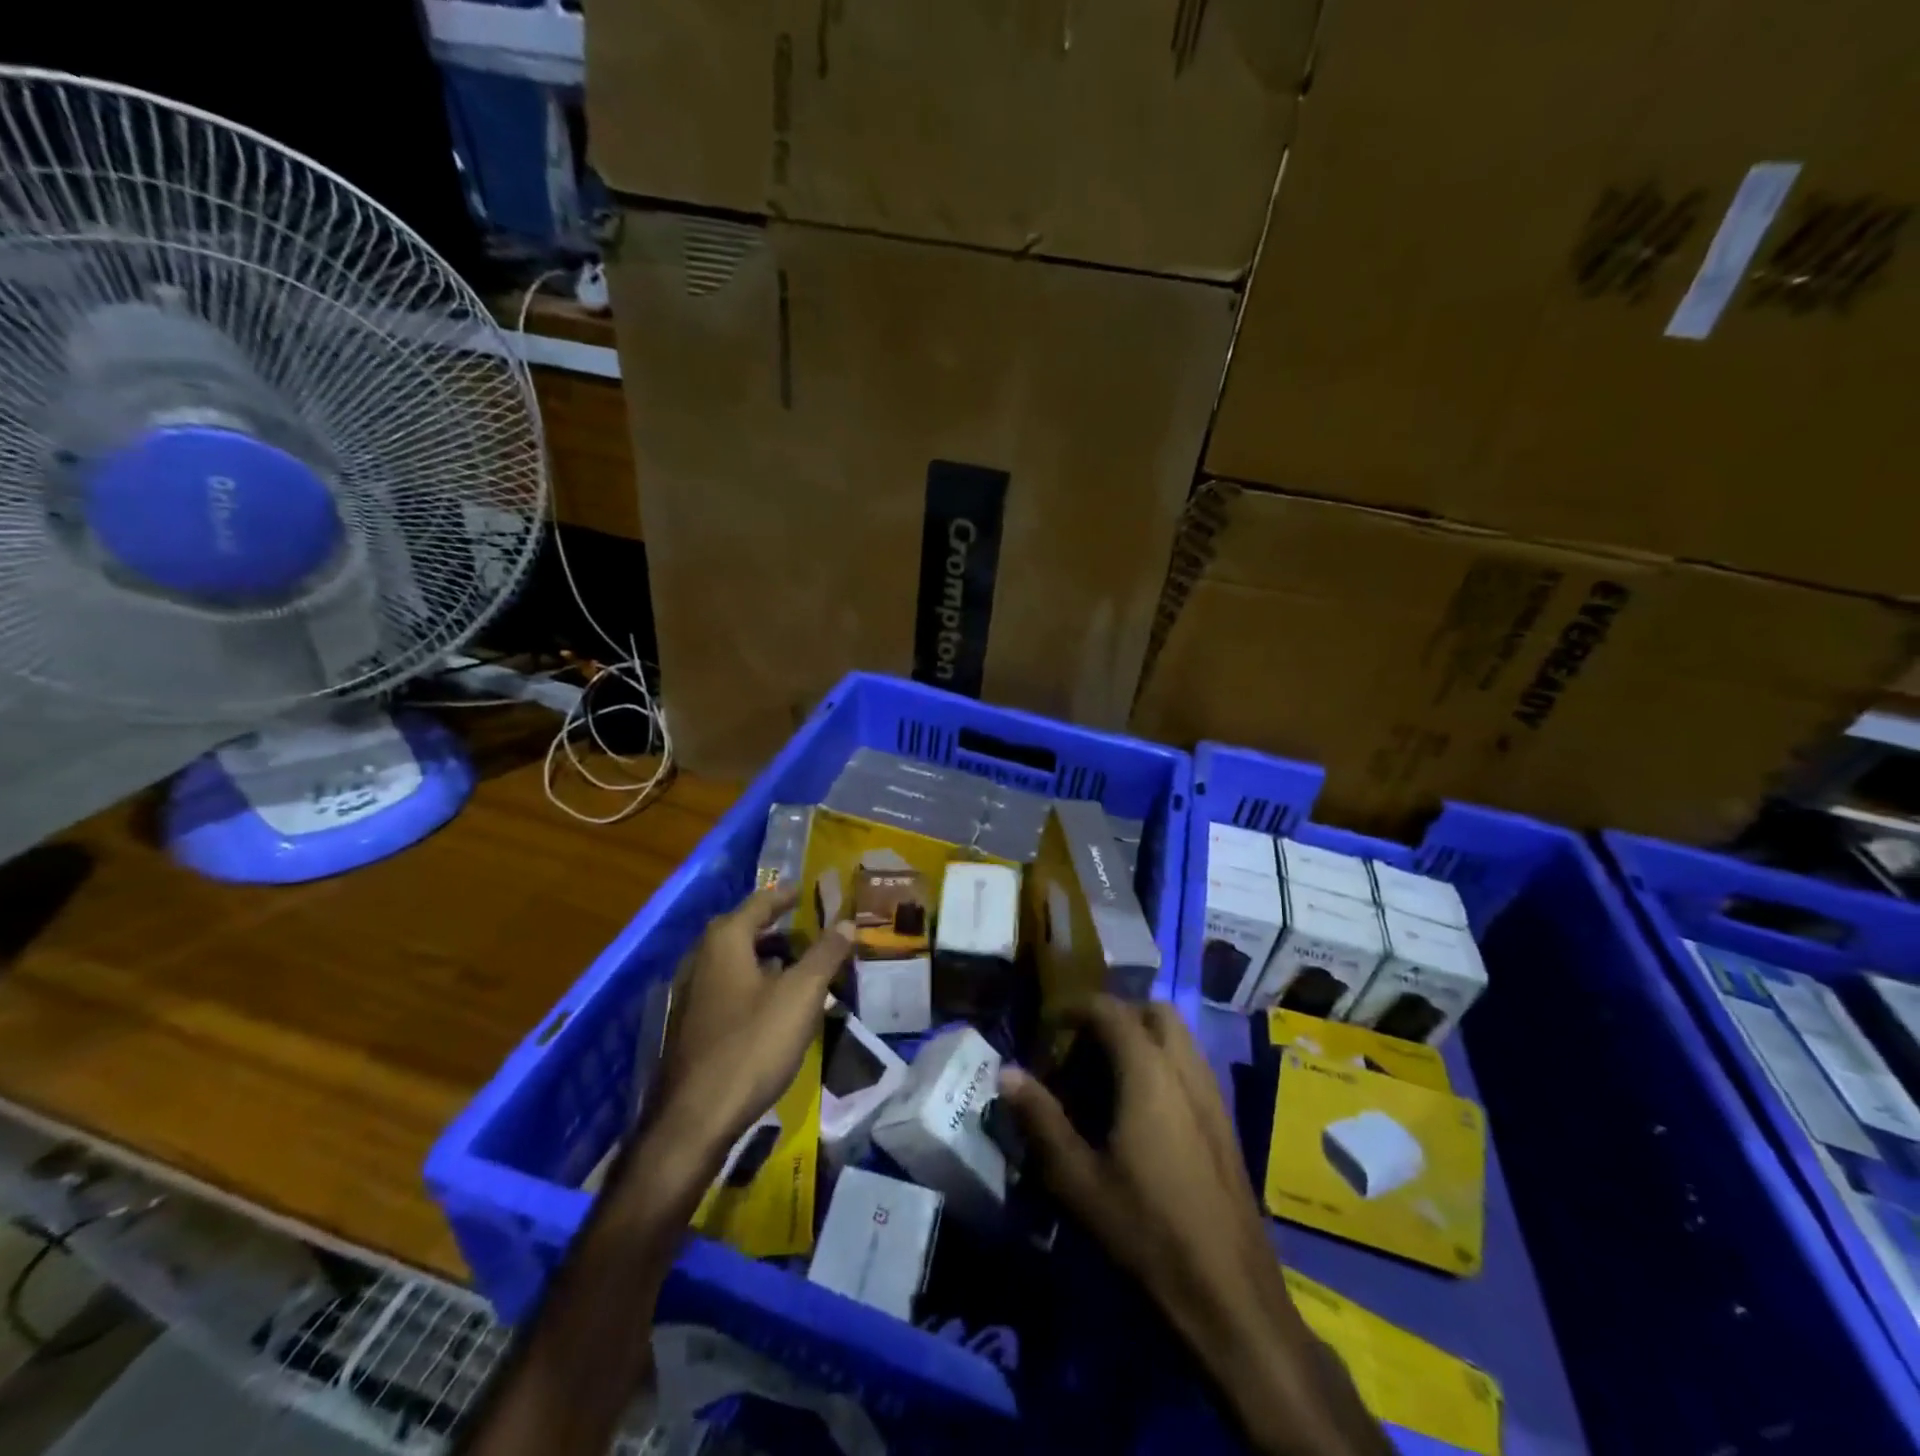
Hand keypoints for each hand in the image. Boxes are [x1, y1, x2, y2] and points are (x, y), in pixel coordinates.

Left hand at [650, 886, 853, 1153]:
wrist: (695, 1118)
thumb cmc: (752, 1044)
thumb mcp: (801, 995)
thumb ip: (826, 954)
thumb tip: (848, 921)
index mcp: (725, 941)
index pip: (760, 903)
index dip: (786, 896)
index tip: (806, 892)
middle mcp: (701, 958)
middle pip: (744, 930)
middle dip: (777, 928)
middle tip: (810, 930)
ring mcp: (691, 993)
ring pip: (735, 962)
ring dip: (767, 958)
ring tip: (800, 966)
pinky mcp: (691, 1024)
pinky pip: (728, 988)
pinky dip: (753, 983)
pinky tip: (774, 1005)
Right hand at [999, 998, 1281, 1344]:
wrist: (1231, 1296)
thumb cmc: (1147, 1232)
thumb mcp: (1079, 1180)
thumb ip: (1041, 1119)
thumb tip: (1007, 1072)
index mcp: (1149, 1073)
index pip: (1111, 1010)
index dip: (1076, 1009)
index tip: (1049, 1029)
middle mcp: (1186, 1070)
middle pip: (1154, 1011)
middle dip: (1117, 1016)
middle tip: (1083, 1049)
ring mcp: (1213, 1095)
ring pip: (1179, 1037)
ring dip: (1143, 1038)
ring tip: (1108, 1077)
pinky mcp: (1226, 1122)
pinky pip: (1192, 1066)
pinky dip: (1164, 1063)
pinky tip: (1143, 1111)